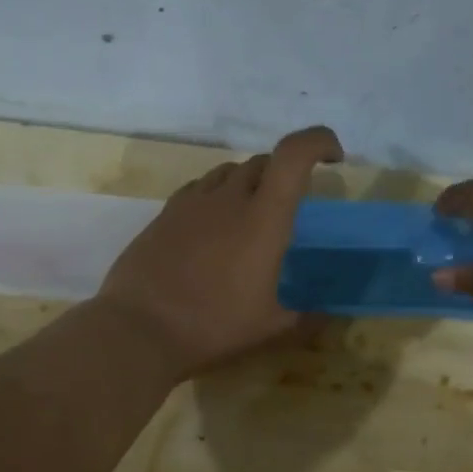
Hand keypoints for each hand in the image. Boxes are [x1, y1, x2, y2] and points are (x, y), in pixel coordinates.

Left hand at [97, 126, 343, 376]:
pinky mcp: (164, 215)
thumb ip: (306, 319)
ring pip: (228, 172)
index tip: (333, 159)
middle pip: (262, 162)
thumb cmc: (213, 326)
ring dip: (249, 183)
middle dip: (284, 173)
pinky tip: (213, 229)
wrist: (138, 329)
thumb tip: (327, 316)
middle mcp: (228, 198)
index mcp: (263, 218)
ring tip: (250, 217)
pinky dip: (216, 197)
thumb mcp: (270, 329)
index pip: (294, 154)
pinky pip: (198, 189)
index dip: (319, 142)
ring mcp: (191, 203)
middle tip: (291, 207)